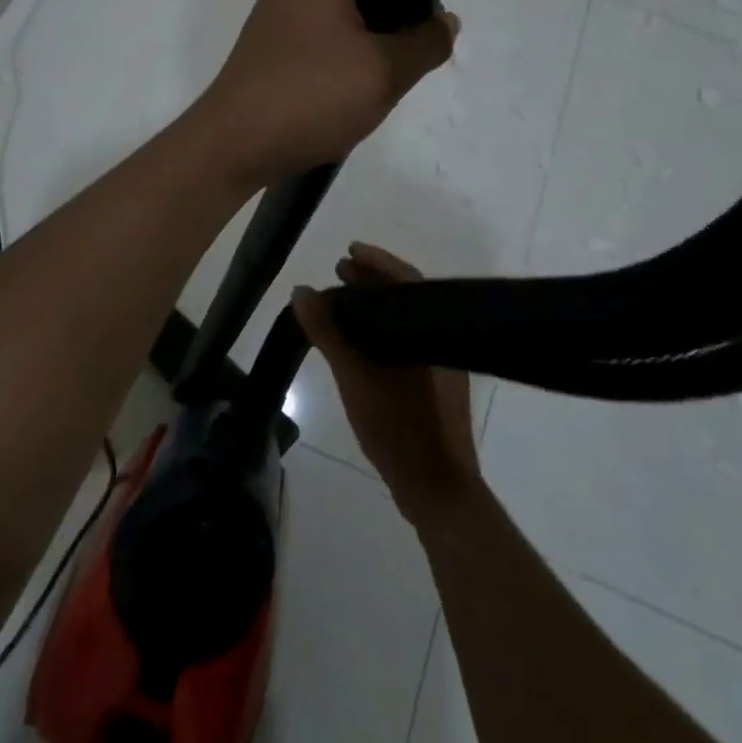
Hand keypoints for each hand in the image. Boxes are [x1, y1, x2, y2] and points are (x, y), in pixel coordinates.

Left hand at [197, 0, 456, 186]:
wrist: (234, 144)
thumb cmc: (312, 93)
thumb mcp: (385, 71)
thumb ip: (426, 42)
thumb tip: (446, 22)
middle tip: (421, 29)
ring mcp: (275, 11)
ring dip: (370, 21)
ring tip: (397, 57)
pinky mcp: (268, 43)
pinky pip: (317, 26)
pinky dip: (343, 40)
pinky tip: (361, 78)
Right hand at [295, 243, 482, 528]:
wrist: (437, 491)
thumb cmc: (401, 428)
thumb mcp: (356, 378)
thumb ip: (329, 333)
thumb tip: (302, 291)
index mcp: (431, 330)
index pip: (406, 279)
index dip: (377, 261)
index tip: (349, 251)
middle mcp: (439, 340)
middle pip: (405, 297)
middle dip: (371, 281)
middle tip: (338, 271)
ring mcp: (439, 365)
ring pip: (405, 321)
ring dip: (374, 307)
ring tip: (340, 303)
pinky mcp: (433, 386)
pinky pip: (405, 342)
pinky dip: (381, 332)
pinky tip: (357, 342)